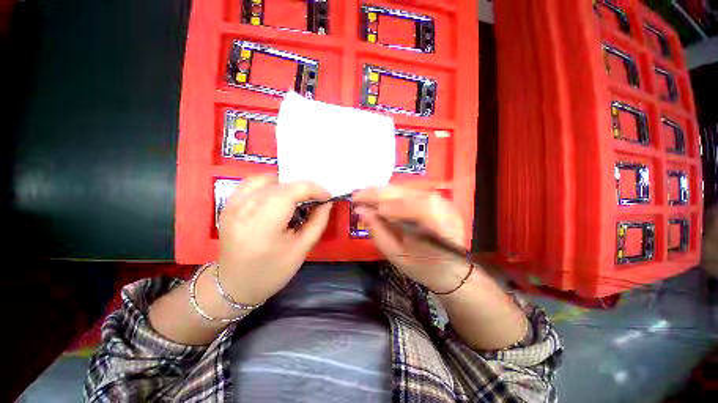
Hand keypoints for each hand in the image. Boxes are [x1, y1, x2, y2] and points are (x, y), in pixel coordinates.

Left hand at [217, 175, 331, 304]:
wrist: (234, 285)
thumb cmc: (272, 272)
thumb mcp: (302, 250)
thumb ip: (318, 222)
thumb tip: (327, 202)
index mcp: (262, 225)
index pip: (290, 192)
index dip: (313, 189)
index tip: (327, 196)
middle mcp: (243, 209)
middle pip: (279, 184)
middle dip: (302, 187)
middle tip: (315, 198)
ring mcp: (232, 205)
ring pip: (265, 179)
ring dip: (286, 184)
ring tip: (297, 197)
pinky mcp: (228, 205)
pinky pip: (251, 183)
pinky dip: (270, 184)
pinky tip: (278, 196)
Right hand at [353, 185, 470, 292]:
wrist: (453, 271)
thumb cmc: (425, 268)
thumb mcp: (397, 255)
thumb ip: (378, 231)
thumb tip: (360, 211)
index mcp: (436, 225)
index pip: (406, 206)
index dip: (381, 204)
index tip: (358, 206)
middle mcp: (441, 206)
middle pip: (405, 192)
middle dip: (377, 193)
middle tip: (356, 196)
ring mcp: (441, 200)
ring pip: (406, 189)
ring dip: (383, 192)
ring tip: (364, 196)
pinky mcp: (436, 199)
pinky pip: (410, 192)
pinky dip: (392, 194)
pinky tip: (379, 198)